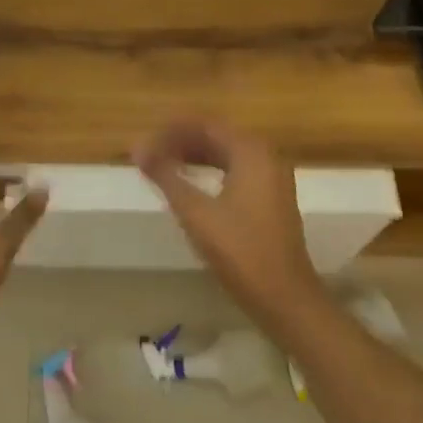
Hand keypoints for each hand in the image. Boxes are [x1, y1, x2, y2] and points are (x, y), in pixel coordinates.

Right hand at [134, 120, 324, 326]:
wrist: (285, 298)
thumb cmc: (240, 251)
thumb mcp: (196, 212)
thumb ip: (166, 176)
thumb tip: (138, 148)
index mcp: (251, 151)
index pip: (205, 125)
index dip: (171, 130)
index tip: (144, 141)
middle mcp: (265, 155)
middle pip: (216, 136)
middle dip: (181, 141)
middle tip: (149, 153)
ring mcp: (272, 176)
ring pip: (225, 153)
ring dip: (193, 155)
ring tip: (162, 165)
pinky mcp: (271, 196)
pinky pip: (235, 169)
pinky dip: (210, 170)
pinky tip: (189, 182)